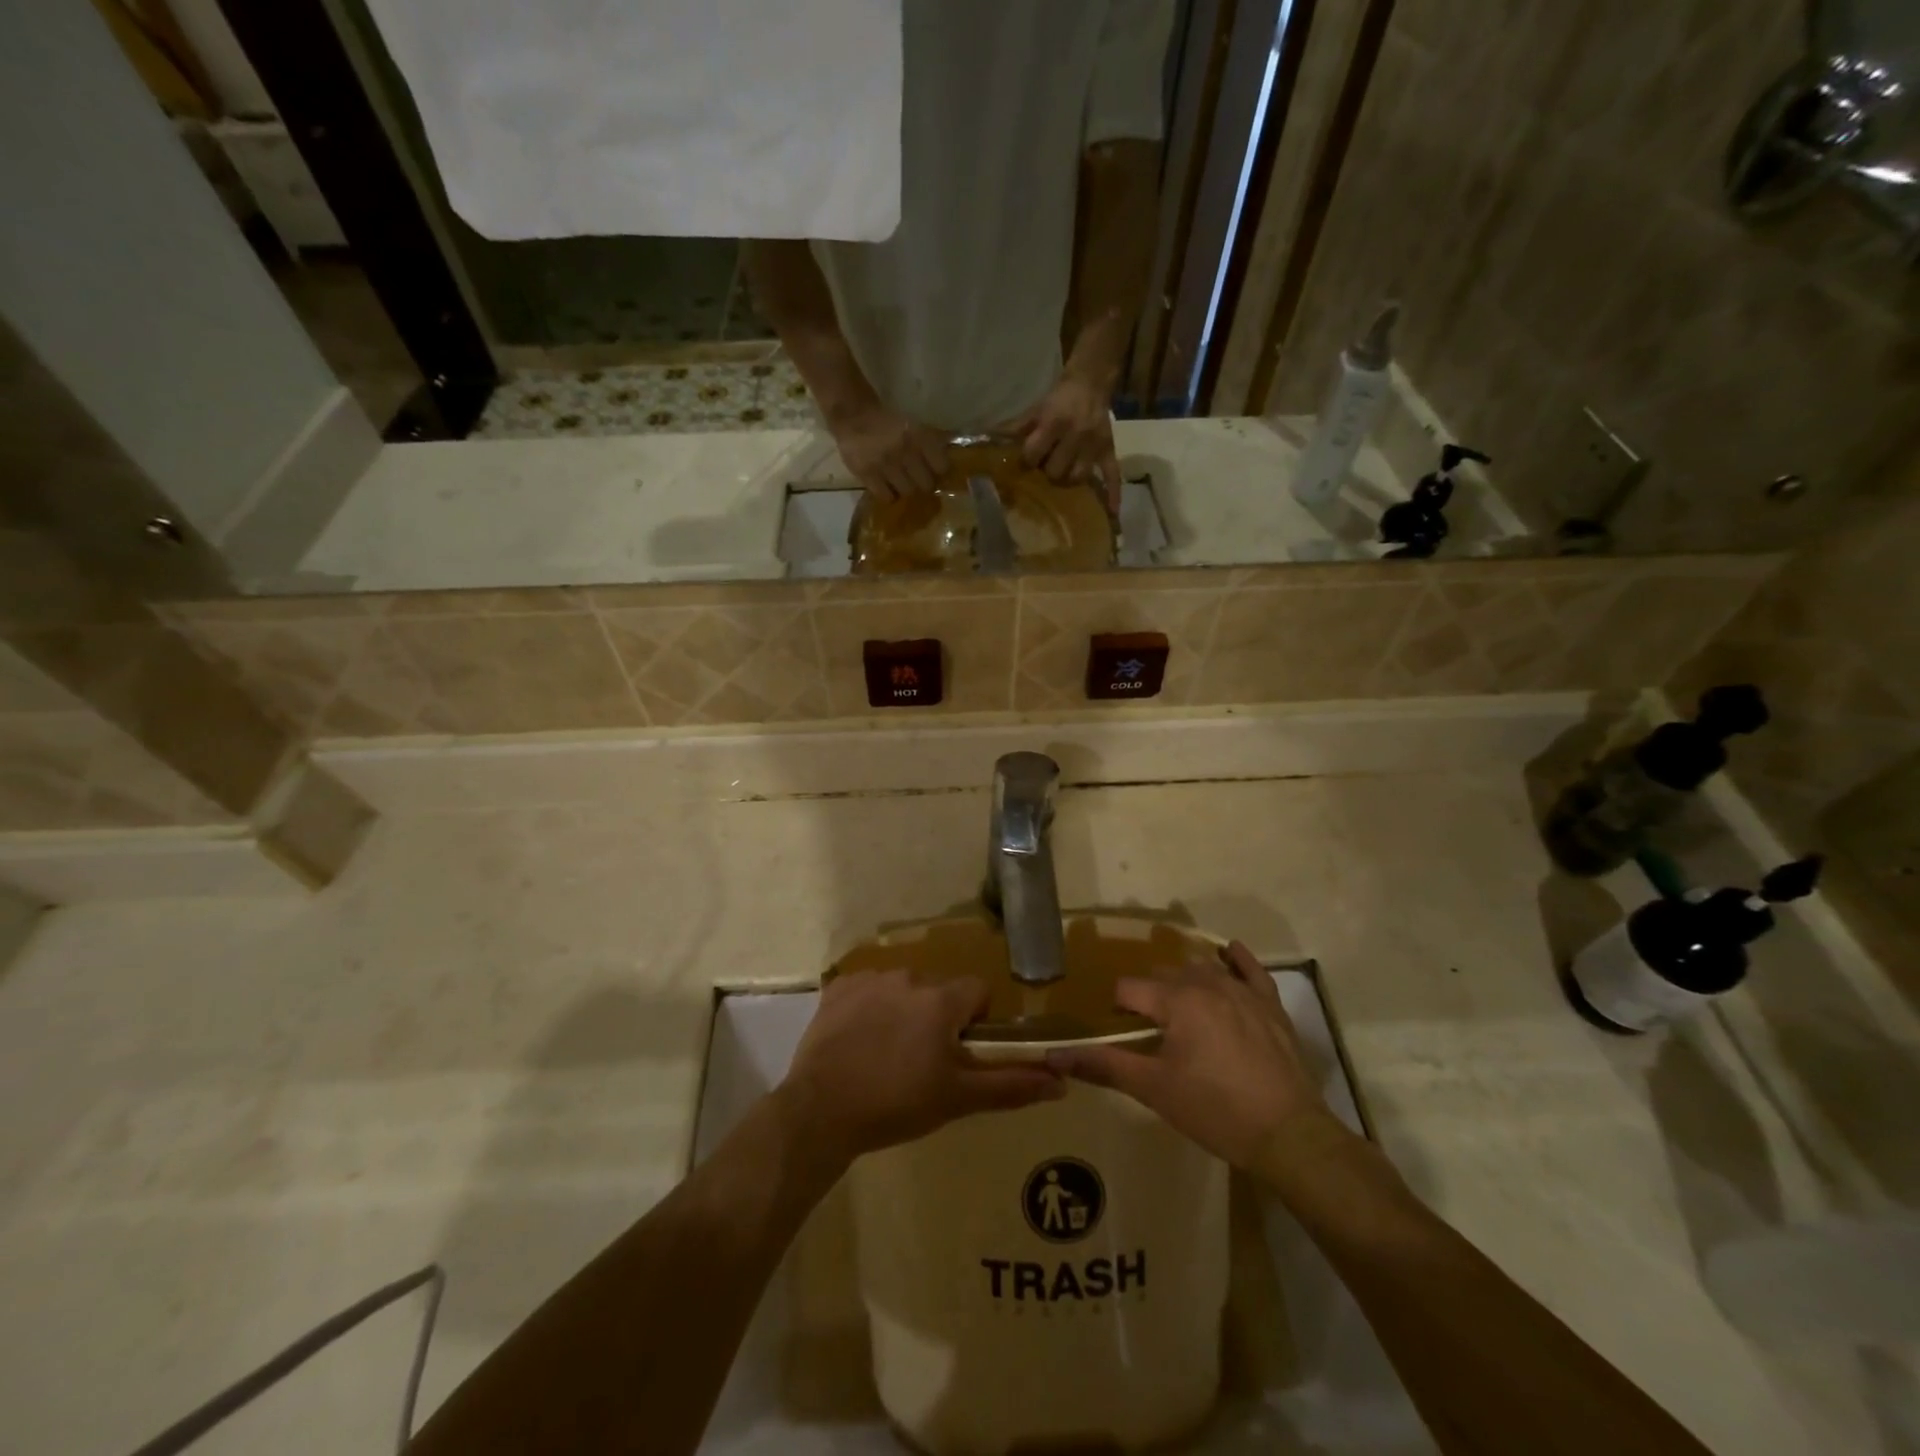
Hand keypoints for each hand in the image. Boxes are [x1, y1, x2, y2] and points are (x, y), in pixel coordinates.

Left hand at [780, 970, 1063, 1167]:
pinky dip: (869, 1008)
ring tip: (886, 1055)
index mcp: (941, 999)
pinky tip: (858, 1042)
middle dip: (938, 1018)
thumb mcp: (959, 1098)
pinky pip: (868, 989)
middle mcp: (909, 977)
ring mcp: (870, 979)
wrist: (821, 1111)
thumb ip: (1011, 1084)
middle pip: (939, 990)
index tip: (959, 1052)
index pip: (977, 991)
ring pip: (903, 989)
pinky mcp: (838, 987)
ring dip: (904, 1011)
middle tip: (922, 1061)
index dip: (976, 1021)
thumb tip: (1061, 1081)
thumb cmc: (898, 1104)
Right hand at [828, 404, 950, 500]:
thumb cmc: (888, 422)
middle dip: (924, 483)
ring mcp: (886, 465)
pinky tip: (887, 488)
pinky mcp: (868, 475)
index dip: (939, 471)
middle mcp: (905, 451)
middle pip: (926, 484)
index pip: (942, 467)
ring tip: (902, 483)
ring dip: (906, 489)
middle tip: (918, 480)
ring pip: (907, 492)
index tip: (935, 471)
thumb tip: (950, 455)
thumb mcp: (914, 425)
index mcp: (919, 436)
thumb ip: (932, 441)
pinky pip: (886, 497)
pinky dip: (889, 495)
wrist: (854, 415)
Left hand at [1004, 370, 1122, 509]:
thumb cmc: (1059, 398)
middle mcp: (1076, 435)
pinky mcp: (1108, 450)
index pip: (1034, 454)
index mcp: (1054, 422)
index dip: (1028, 459)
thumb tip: (991, 440)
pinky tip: (1111, 512)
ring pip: (1077, 477)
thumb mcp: (1036, 409)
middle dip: (1047, 471)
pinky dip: (1112, 493)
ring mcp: (1093, 445)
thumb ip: (1017, 428)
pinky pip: (1112, 474)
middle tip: (1047, 466)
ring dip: (1068, 480)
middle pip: (1055, 471)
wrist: (1090, 382)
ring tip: (1064, 475)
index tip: (1027, 460)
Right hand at [1047, 942, 1331, 1169]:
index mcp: (1176, 1001)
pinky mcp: (1270, 1004)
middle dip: (1151, 997)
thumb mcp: (1154, 1089)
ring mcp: (1242, 990)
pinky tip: (1228, 954)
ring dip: (1185, 982)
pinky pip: (1250, 969)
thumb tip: (1054, 1056)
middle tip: (1150, 1032)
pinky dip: (1236, 959)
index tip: (1122, 1034)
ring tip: (1181, 1011)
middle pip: (1164, 976)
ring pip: (1202, 969)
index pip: (1129, 989)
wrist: (1288, 1135)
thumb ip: (1103, 1066)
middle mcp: (1206, 983)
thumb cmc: (1214, 1110)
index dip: (1119, 1009)